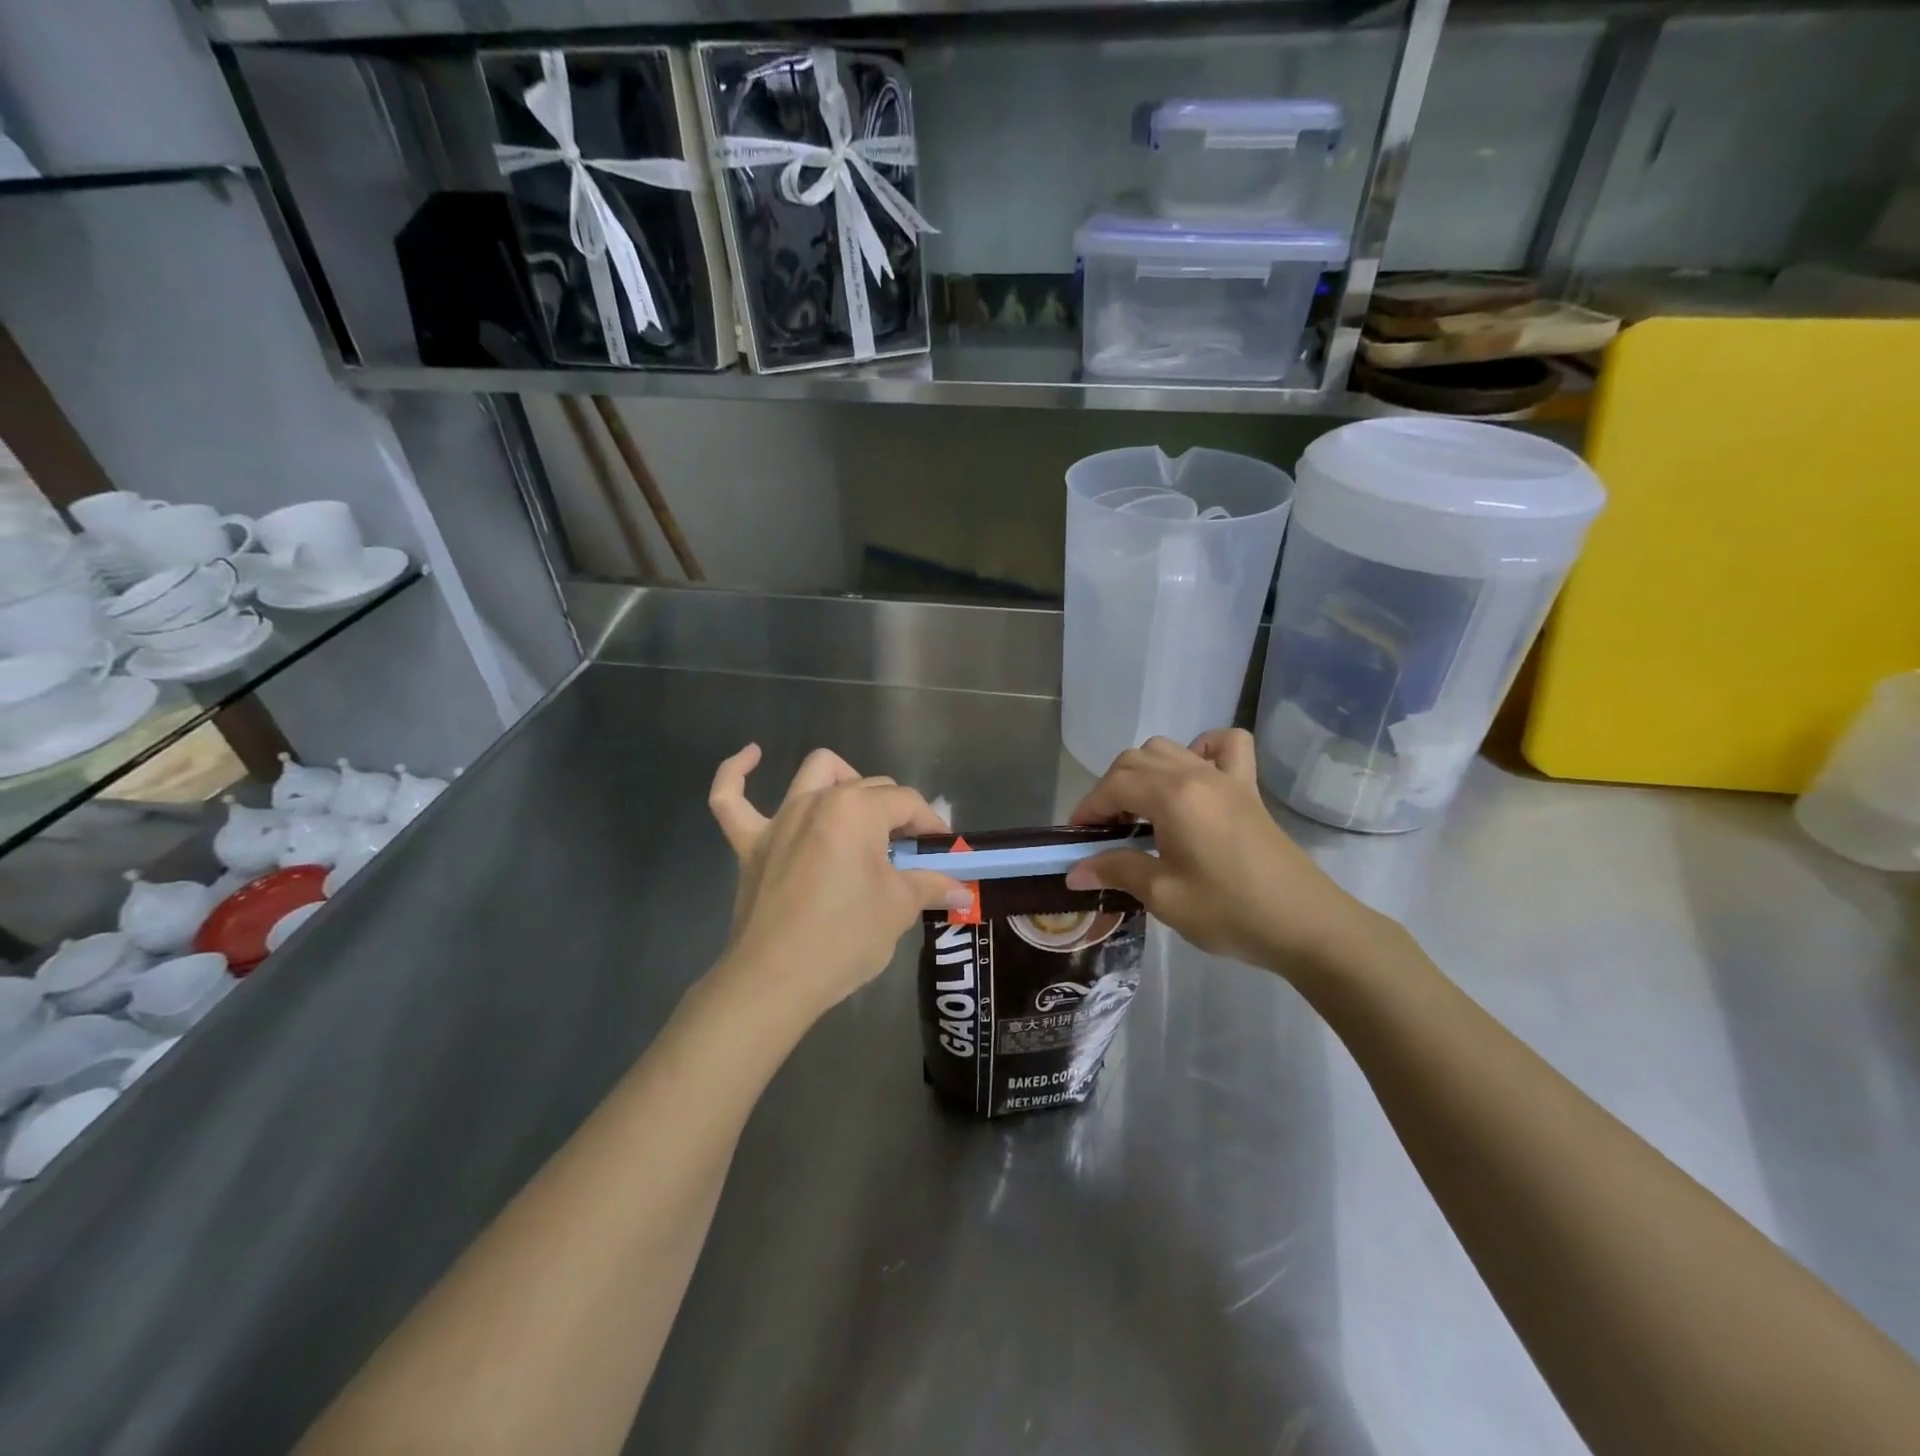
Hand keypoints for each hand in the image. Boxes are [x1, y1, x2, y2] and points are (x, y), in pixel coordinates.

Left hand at [707, 744, 971, 1020]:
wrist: (775, 980)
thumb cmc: (844, 938)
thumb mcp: (898, 909)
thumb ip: (931, 886)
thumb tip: (963, 890)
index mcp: (858, 810)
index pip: (906, 802)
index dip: (931, 824)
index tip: (943, 850)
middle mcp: (818, 801)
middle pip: (869, 787)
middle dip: (896, 812)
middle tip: (910, 851)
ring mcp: (779, 819)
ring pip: (814, 774)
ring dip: (842, 780)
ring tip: (859, 807)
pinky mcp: (750, 844)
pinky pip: (730, 799)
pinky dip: (737, 774)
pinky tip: (751, 756)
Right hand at [1065, 730, 1386, 974]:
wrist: (1306, 925)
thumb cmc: (1229, 911)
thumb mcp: (1163, 895)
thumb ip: (1117, 871)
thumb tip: (1075, 871)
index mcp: (1172, 796)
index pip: (1114, 786)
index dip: (1088, 808)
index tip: (1076, 838)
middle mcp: (1196, 774)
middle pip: (1135, 760)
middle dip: (1110, 789)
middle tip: (1105, 831)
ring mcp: (1226, 777)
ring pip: (1169, 748)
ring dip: (1144, 771)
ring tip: (1140, 810)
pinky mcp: (1249, 789)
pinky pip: (1224, 746)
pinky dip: (1201, 750)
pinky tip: (1192, 778)